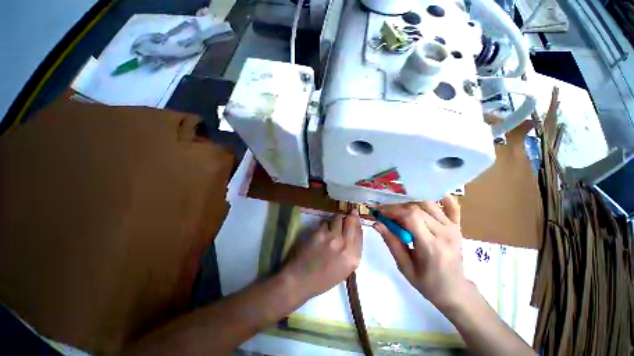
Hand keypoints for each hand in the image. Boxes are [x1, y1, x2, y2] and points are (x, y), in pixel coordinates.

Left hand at [282, 212, 362, 300]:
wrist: (301, 281)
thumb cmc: (323, 280)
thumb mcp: (344, 269)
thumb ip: (350, 252)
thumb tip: (351, 234)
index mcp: (354, 258)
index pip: (359, 233)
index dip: (357, 223)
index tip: (355, 217)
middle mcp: (345, 246)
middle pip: (351, 222)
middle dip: (350, 215)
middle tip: (349, 211)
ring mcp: (332, 238)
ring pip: (338, 218)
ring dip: (336, 219)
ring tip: (333, 223)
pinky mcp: (319, 233)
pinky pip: (324, 222)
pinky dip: (324, 224)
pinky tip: (321, 230)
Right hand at [374, 195, 472, 311]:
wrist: (454, 290)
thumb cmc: (427, 283)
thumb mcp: (404, 266)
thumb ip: (391, 242)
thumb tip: (377, 223)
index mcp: (431, 246)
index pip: (411, 217)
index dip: (393, 211)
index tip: (381, 213)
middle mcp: (445, 233)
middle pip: (417, 209)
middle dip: (398, 208)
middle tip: (386, 213)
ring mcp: (453, 228)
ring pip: (429, 204)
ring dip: (411, 204)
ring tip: (400, 210)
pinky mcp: (457, 227)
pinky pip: (453, 207)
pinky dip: (443, 198)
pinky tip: (432, 194)